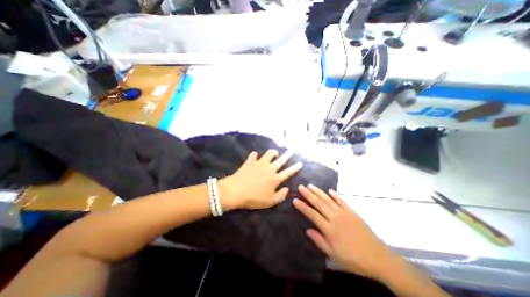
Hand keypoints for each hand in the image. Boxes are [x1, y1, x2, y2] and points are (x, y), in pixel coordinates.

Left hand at [219, 150, 301, 209]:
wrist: (236, 191)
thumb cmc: (254, 198)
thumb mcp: (269, 202)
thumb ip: (281, 196)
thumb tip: (287, 189)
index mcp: (275, 178)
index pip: (288, 172)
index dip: (295, 167)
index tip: (300, 163)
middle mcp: (269, 168)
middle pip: (281, 160)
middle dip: (287, 155)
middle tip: (291, 151)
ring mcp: (260, 163)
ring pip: (269, 154)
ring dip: (273, 152)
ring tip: (275, 152)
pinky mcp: (250, 162)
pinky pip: (253, 155)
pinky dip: (255, 155)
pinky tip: (255, 155)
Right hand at [292, 186, 399, 279]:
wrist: (378, 257)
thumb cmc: (353, 258)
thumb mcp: (334, 254)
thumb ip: (319, 241)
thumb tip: (307, 230)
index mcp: (329, 229)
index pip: (312, 214)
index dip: (302, 207)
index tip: (295, 200)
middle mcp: (335, 218)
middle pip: (319, 203)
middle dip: (308, 194)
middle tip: (300, 187)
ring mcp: (344, 213)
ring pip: (328, 200)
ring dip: (319, 192)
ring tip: (310, 185)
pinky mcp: (352, 212)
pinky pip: (342, 201)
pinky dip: (335, 195)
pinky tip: (329, 190)